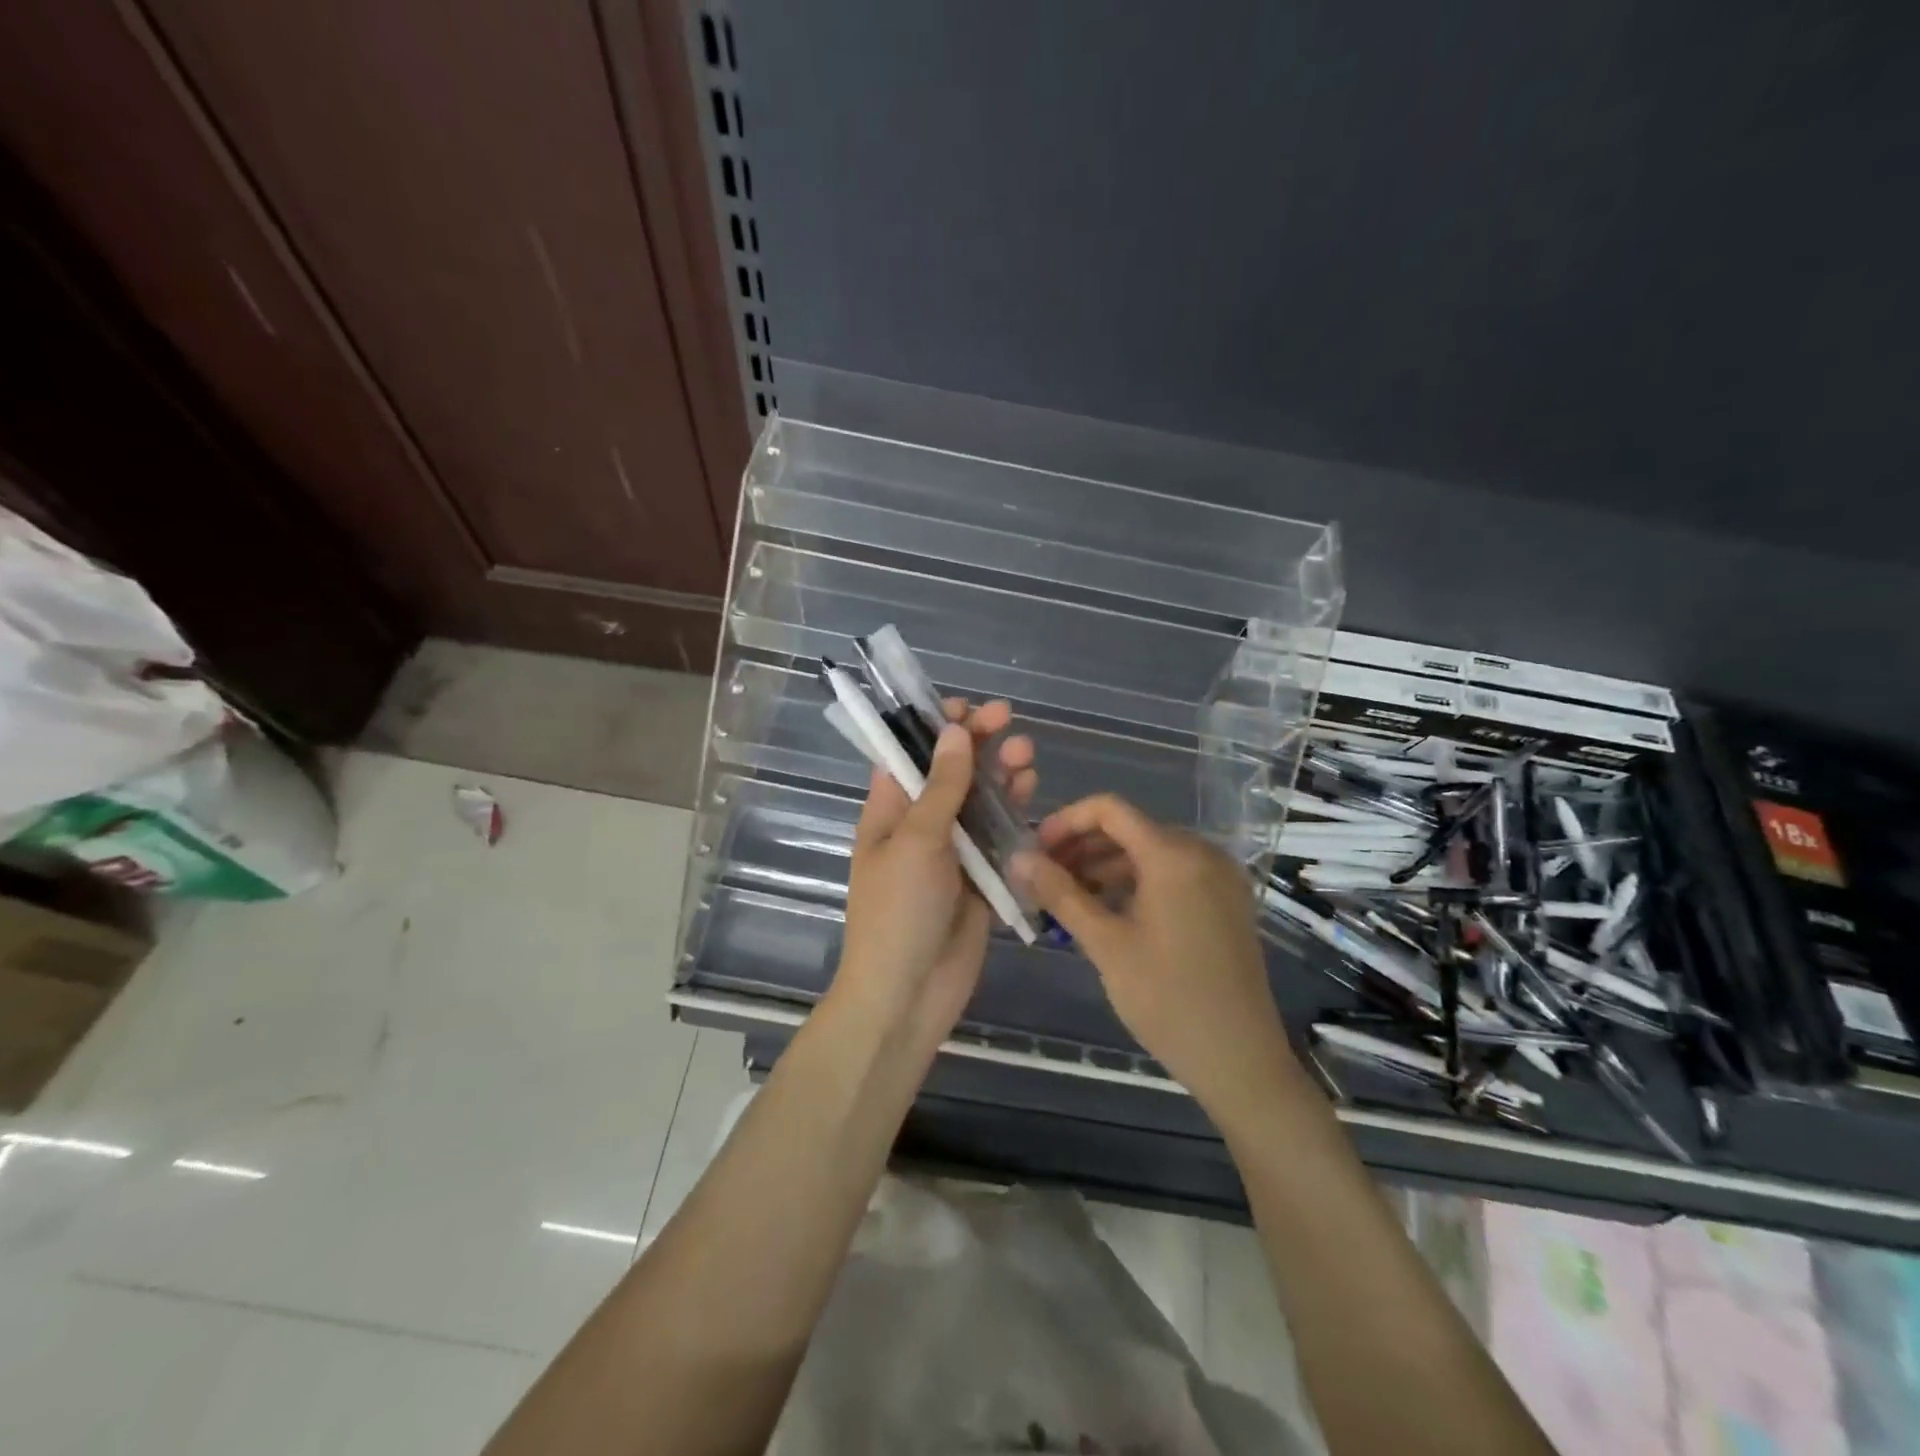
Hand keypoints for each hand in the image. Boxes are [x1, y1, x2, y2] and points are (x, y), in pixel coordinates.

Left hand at [833, 699, 1034, 1047]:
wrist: (908, 994)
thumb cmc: (898, 910)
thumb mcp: (917, 841)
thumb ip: (942, 787)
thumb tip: (953, 731)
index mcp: (890, 811)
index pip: (911, 755)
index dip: (936, 727)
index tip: (966, 706)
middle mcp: (921, 825)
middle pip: (952, 773)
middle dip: (976, 744)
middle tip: (1007, 718)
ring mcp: (953, 853)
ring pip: (980, 802)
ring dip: (1000, 775)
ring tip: (1025, 753)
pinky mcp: (981, 878)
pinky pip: (999, 837)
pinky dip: (1014, 813)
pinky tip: (1031, 792)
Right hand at [1011, 794, 1298, 1121]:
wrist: (1240, 1059)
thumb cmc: (1167, 999)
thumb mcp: (1105, 944)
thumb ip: (1060, 894)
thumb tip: (1018, 859)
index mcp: (1174, 854)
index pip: (1109, 810)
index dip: (1066, 822)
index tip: (1035, 850)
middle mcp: (1201, 852)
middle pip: (1129, 829)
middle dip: (1081, 848)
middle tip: (1043, 878)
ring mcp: (1219, 877)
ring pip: (1149, 853)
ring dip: (1105, 867)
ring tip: (1067, 898)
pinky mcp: (1225, 901)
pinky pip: (1172, 874)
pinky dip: (1135, 882)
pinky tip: (1107, 911)